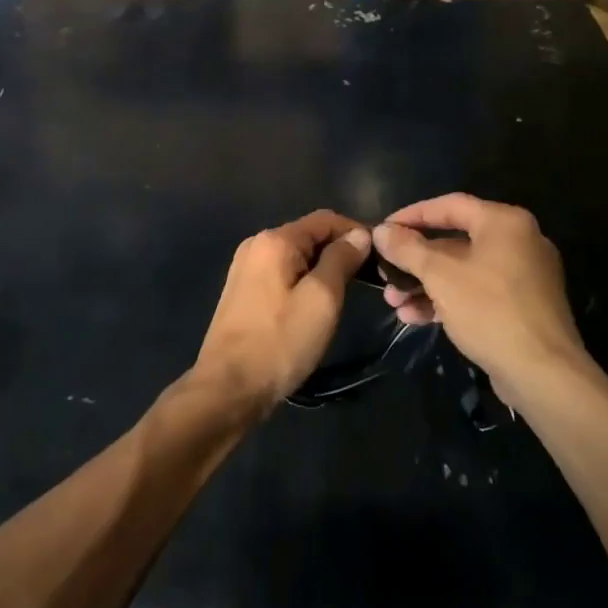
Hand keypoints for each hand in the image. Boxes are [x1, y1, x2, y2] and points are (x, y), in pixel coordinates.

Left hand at [195, 210, 369, 414]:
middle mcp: (256, 245)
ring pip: (296, 256)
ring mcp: (246, 268)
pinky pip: (282, 273)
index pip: (325, 219)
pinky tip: (316, 304)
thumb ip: (341, 260)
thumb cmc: (279, 342)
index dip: (355, 232)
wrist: (228, 388)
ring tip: (347, 292)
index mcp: (275, 240)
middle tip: (368, 277)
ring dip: (322, 267)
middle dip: (339, 250)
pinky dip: (304, 280)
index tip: (379, 255)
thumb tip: (359, 235)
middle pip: (308, 235)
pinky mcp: (243, 291)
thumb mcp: (322, 299)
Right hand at [373, 195, 582, 409]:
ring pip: (463, 271)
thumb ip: (408, 249)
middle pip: (455, 241)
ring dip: (425, 285)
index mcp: (505, 222)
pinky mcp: (522, 307)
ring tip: (394, 303)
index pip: (450, 205)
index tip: (384, 229)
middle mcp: (518, 242)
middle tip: (386, 274)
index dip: (412, 215)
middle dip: (415, 261)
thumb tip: (381, 231)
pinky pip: (477, 293)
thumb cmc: (490, 310)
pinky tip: (416, 318)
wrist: (544, 375)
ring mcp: (523, 277)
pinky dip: (448, 301)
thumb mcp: (440, 276)